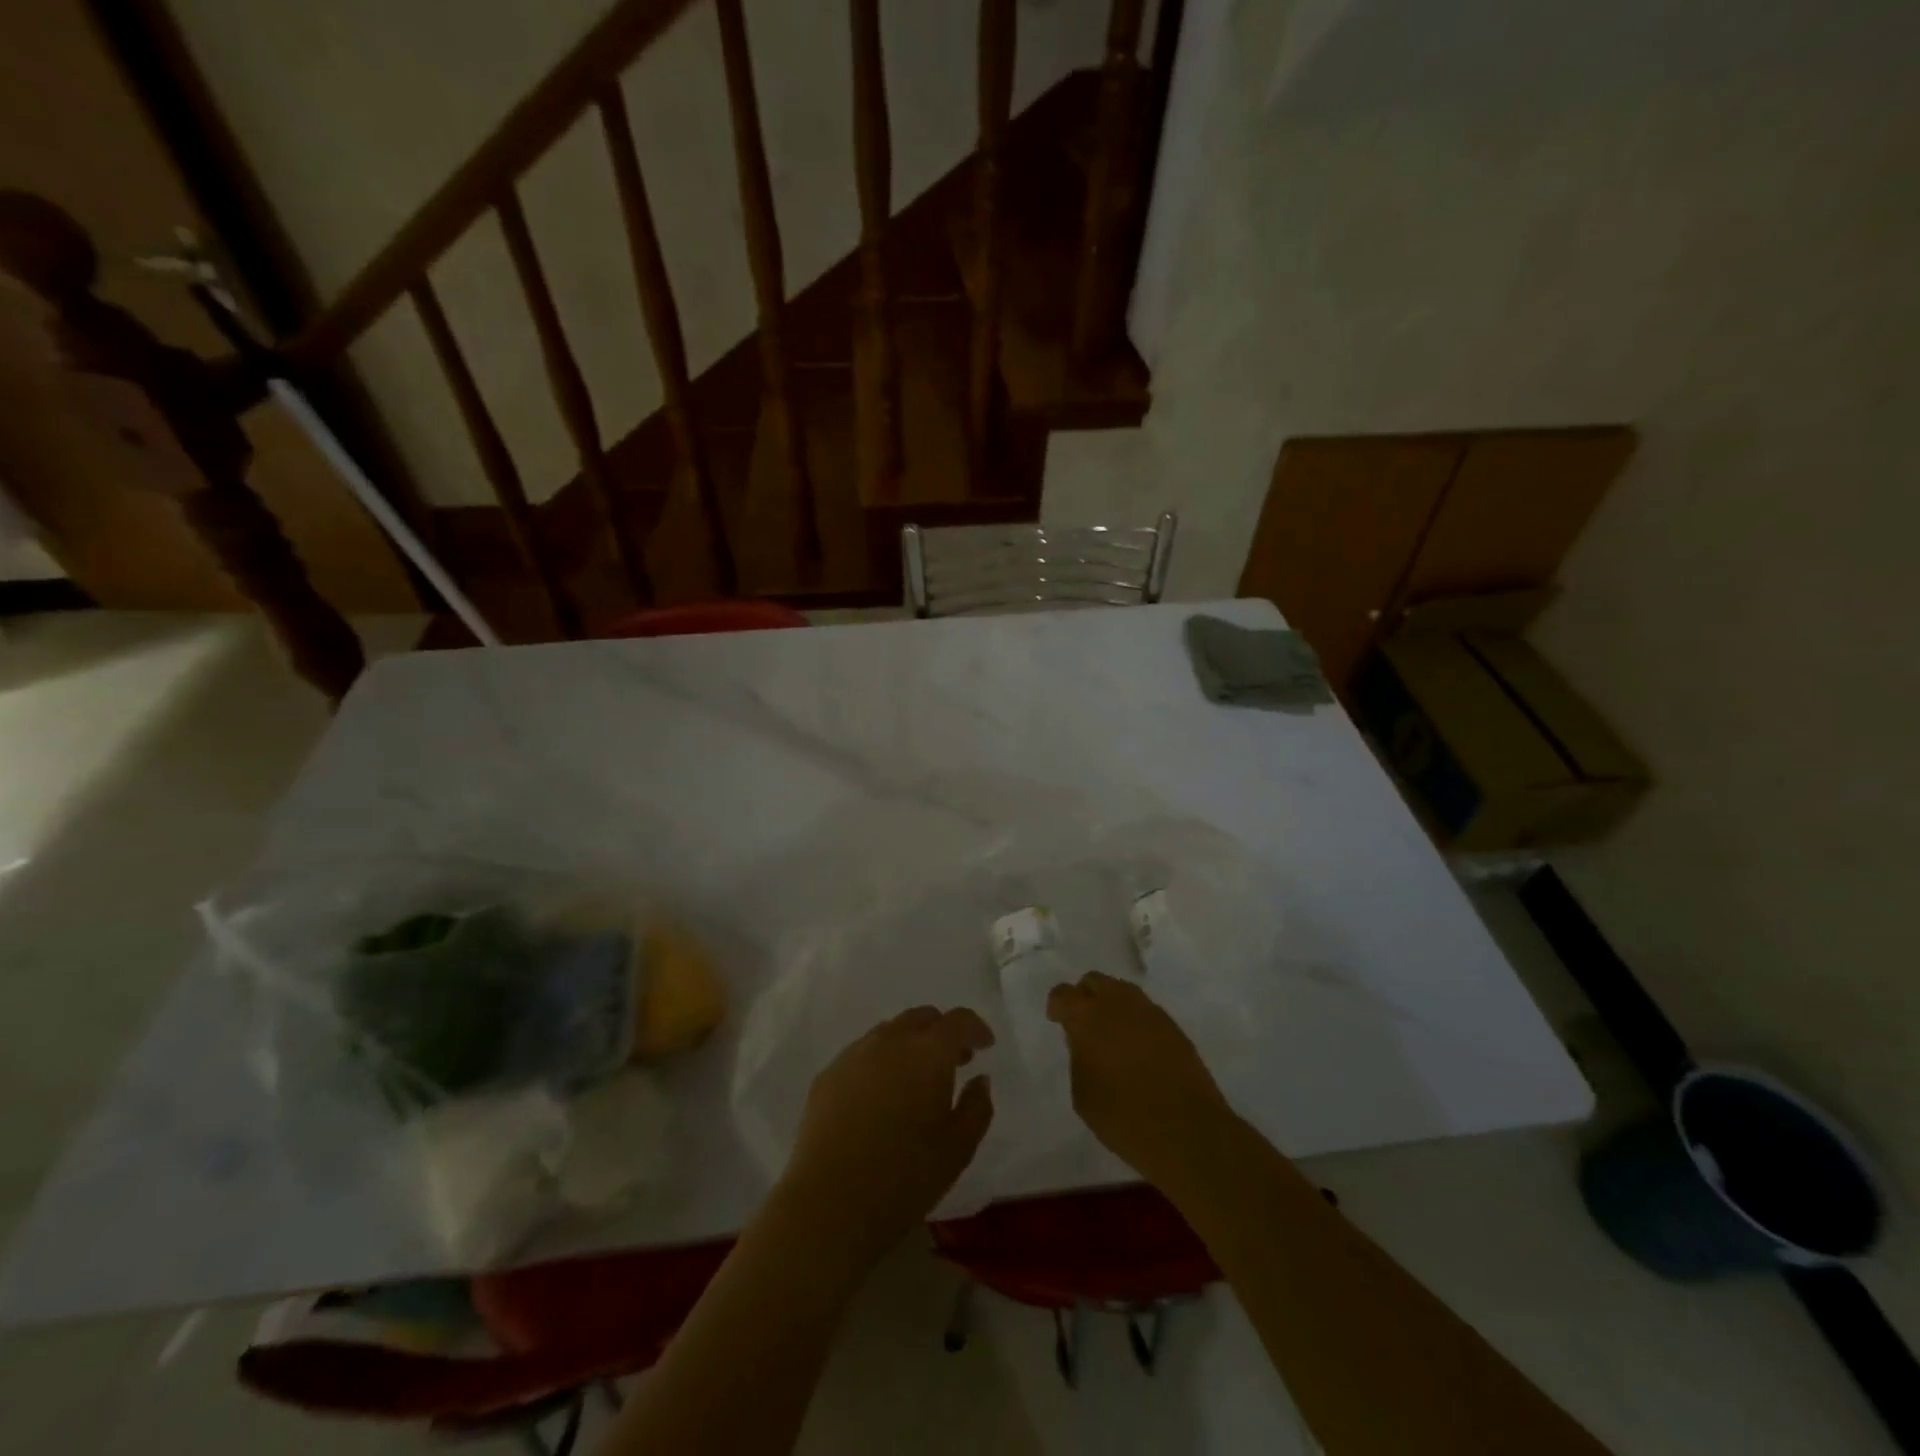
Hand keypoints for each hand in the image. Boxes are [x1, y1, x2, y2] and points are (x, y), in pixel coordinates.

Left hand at [778, 1006, 995, 1262]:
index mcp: (928, 1053)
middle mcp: (890, 1041)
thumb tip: (979, 1080)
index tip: (985, 1045)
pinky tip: (880, 1096)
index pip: (958, 1021)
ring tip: (916, 1079)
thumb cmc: (904, 1178)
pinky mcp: (828, 1074)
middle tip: (954, 1061)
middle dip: (942, 1032)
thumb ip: (976, 1108)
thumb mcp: (958, 1150)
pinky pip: (862, 1054)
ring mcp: (854, 1054)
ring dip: (910, 1044)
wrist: (828, 1204)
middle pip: (921, 1018)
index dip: (975, 1028)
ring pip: (890, 1032)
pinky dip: (880, 1061)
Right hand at [1046, 971, 1230, 1189]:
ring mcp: (1150, 1011)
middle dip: (1085, 996)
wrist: (1187, 1131)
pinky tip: (1136, 1047)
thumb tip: (1084, 1043)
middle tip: (1083, 1023)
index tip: (1057, 1022)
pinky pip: (1145, 1011)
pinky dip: (1135, 1020)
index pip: (1063, 994)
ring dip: (1112, 1005)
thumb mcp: (1083, 1094)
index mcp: (1088, 1016)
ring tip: (1110, 1034)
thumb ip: (1079, 1058)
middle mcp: (1118, 1003)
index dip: (1057, 1006)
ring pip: (1123, 991)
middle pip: (1095, 981)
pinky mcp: (1173, 1026)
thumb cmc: (1124, 1117)